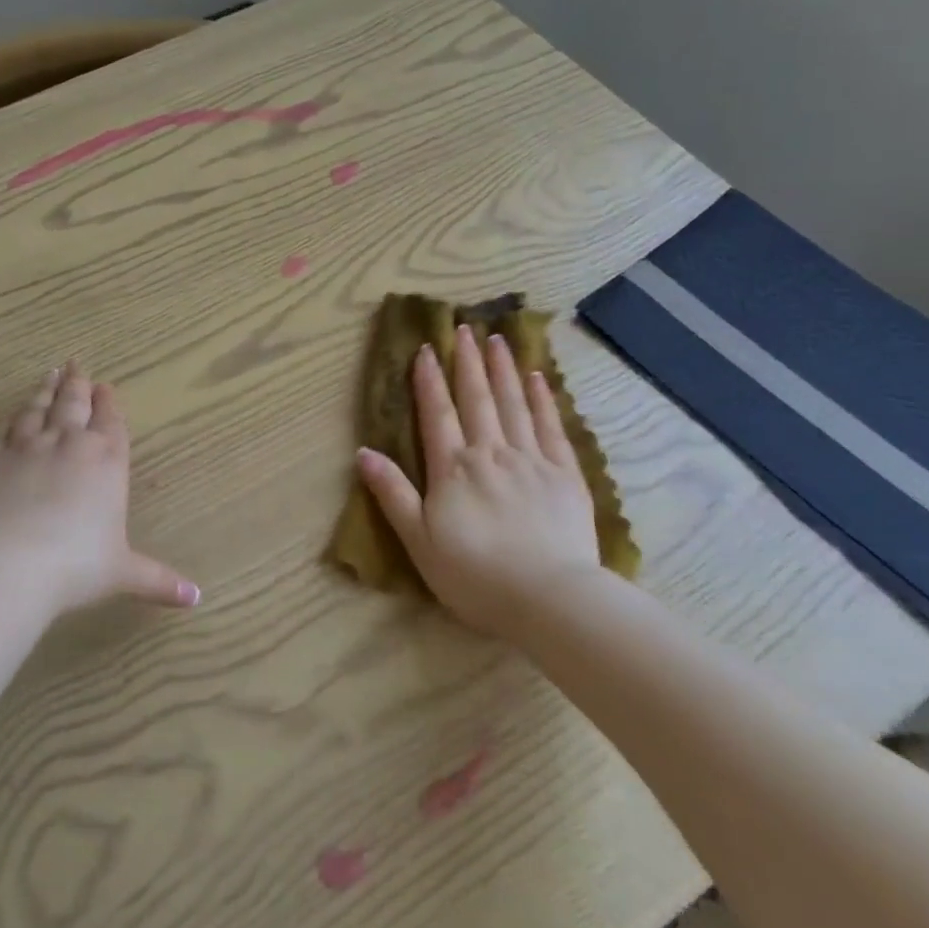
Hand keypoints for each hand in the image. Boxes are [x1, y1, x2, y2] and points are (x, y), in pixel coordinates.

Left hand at [0, 362, 200, 615]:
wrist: (8, 562)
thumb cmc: (76, 565)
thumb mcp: (123, 573)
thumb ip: (158, 580)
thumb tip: (197, 599)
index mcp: (105, 461)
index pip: (110, 422)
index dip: (108, 403)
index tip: (106, 385)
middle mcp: (68, 444)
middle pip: (73, 404)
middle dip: (77, 384)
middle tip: (75, 364)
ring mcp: (26, 447)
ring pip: (37, 409)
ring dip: (44, 391)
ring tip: (48, 375)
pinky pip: (1, 431)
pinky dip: (8, 420)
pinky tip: (9, 415)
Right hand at [356, 325, 601, 639]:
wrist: (550, 599)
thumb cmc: (476, 576)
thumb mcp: (419, 541)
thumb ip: (392, 494)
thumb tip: (363, 453)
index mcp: (453, 469)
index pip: (438, 414)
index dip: (429, 380)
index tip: (426, 348)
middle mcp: (491, 453)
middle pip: (477, 399)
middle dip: (467, 362)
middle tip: (464, 328)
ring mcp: (532, 460)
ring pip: (514, 404)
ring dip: (503, 370)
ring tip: (497, 339)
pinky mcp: (565, 475)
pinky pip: (552, 427)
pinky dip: (543, 399)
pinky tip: (538, 378)